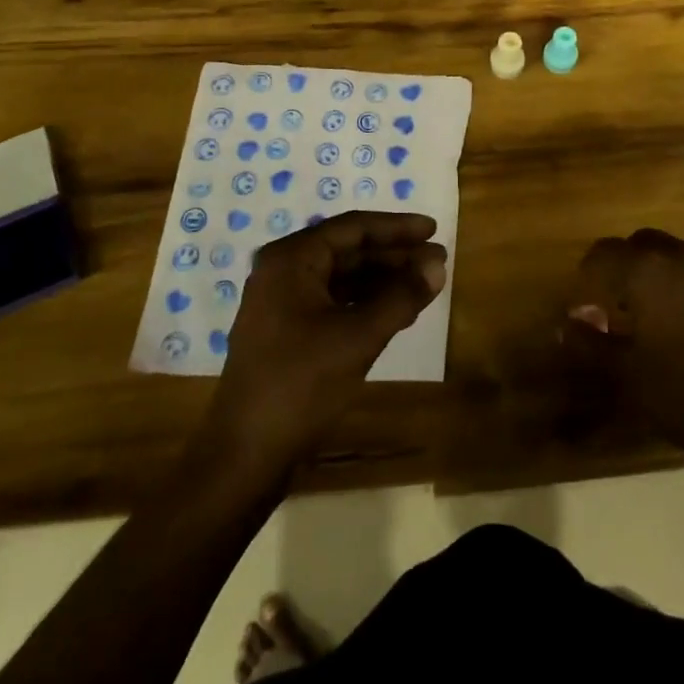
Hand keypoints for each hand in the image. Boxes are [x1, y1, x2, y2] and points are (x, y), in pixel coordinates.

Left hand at [208, 212, 446, 470]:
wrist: (244, 456)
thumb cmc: (300, 386)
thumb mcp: (358, 337)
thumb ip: (401, 296)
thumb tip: (438, 265)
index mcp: (291, 259)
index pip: (353, 228)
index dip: (397, 227)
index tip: (433, 230)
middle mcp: (282, 271)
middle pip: (347, 251)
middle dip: (393, 255)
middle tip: (437, 261)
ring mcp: (281, 303)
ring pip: (341, 278)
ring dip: (382, 280)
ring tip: (424, 284)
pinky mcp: (286, 332)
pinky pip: (332, 302)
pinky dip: (365, 303)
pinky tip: (395, 310)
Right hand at [564, 228, 683, 465]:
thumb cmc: (683, 395)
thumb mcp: (626, 373)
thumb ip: (590, 342)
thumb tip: (565, 325)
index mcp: (647, 271)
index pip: (604, 252)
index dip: (588, 273)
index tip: (584, 302)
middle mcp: (681, 258)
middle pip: (641, 244)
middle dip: (623, 266)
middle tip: (615, 303)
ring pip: (675, 256)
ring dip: (656, 274)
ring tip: (652, 315)